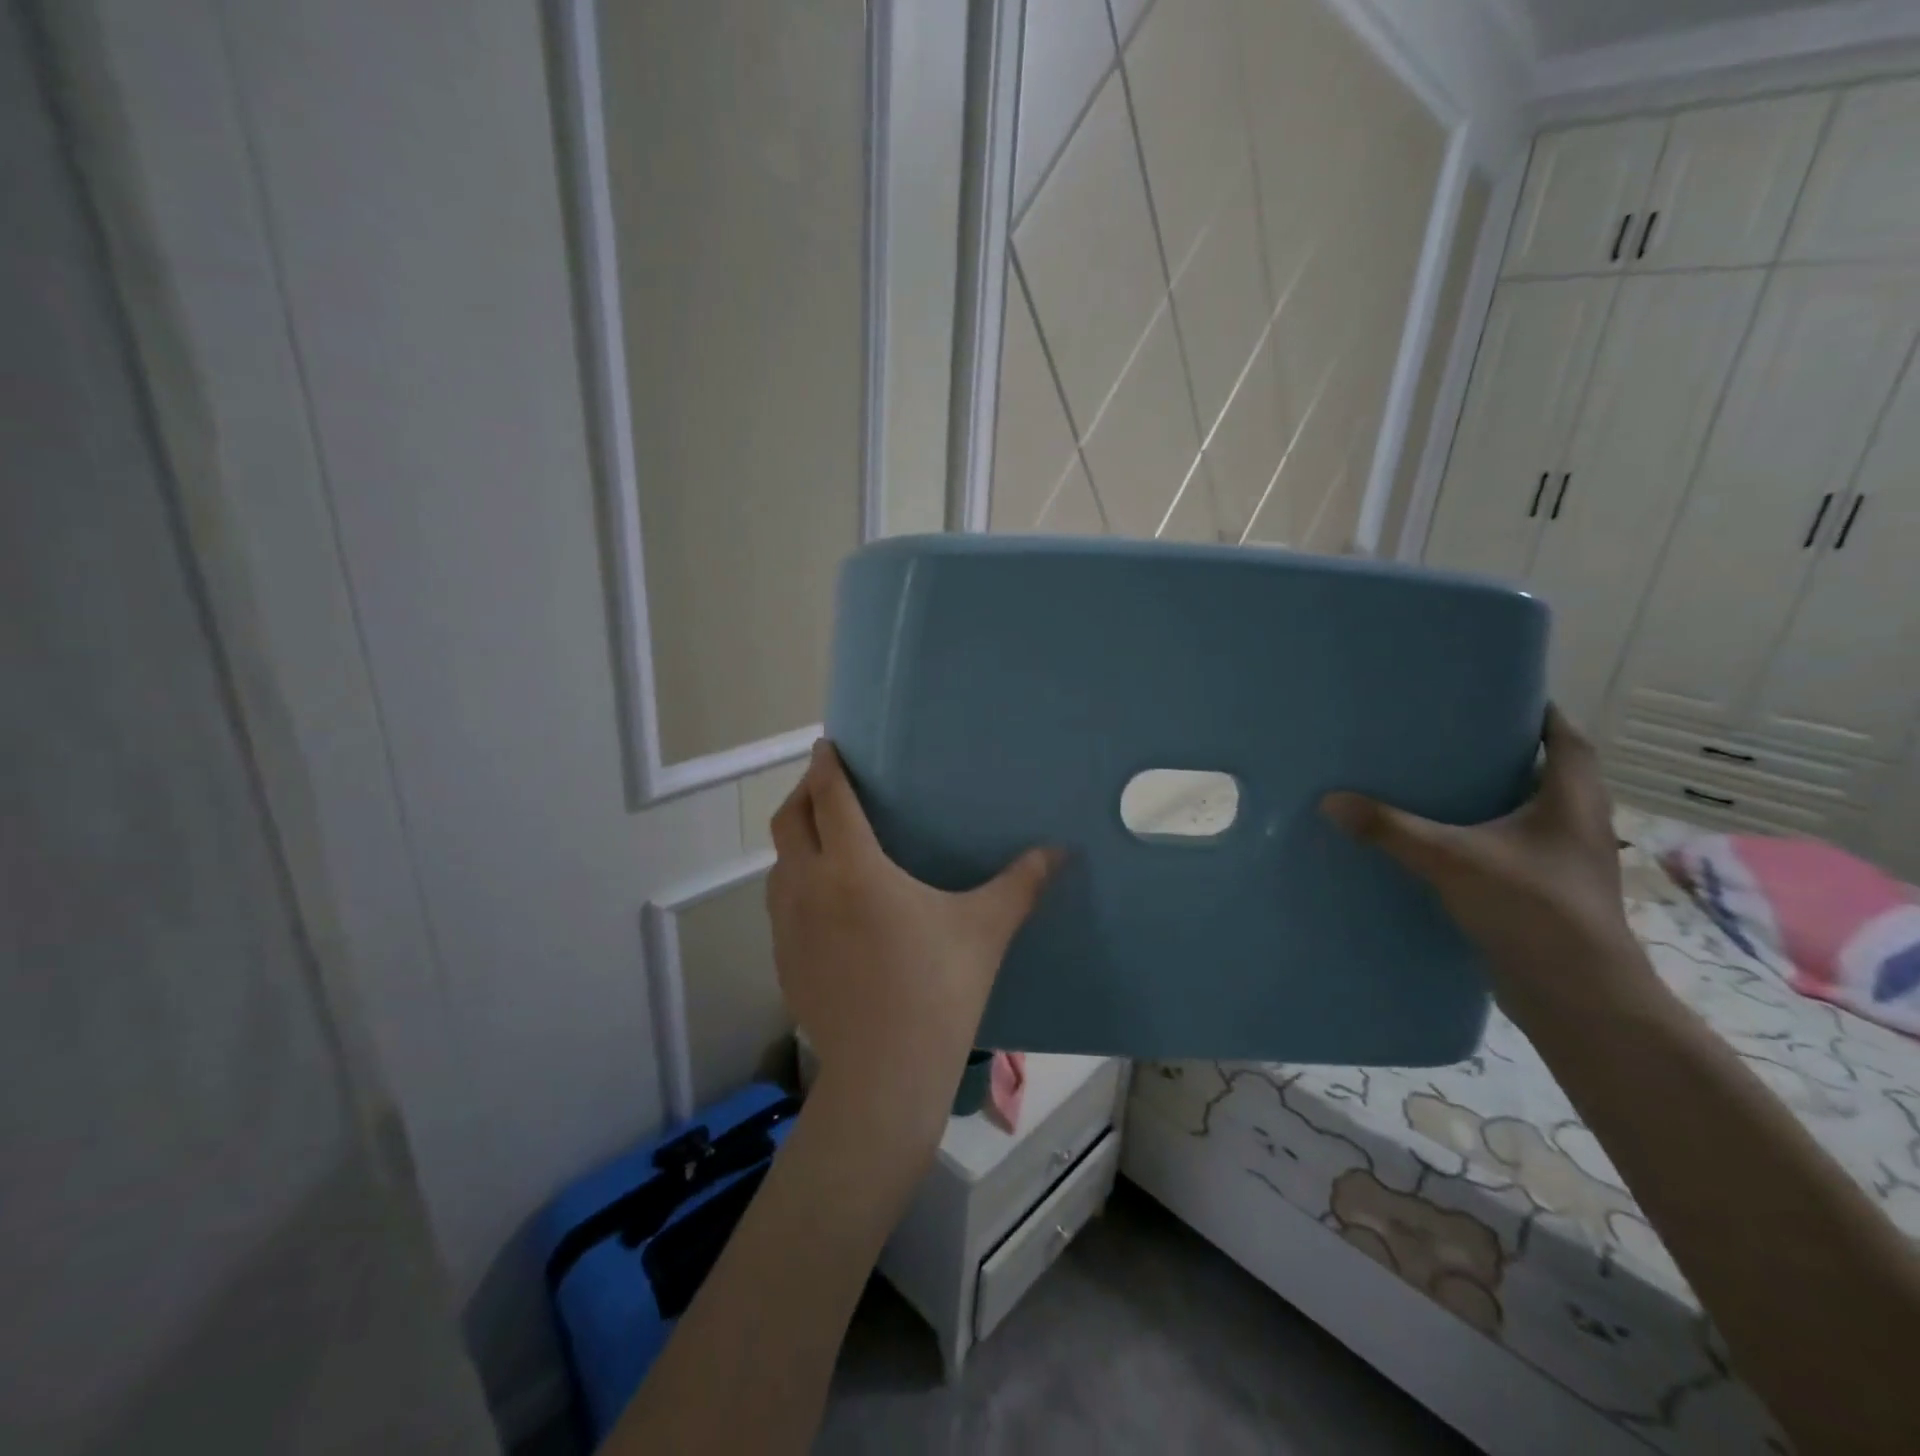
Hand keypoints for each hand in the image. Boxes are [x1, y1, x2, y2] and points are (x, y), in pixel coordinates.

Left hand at [767, 741, 1060, 1147]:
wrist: (884, 1071)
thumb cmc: (938, 988)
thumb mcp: (985, 930)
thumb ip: (1021, 883)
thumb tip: (1060, 850)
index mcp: (854, 868)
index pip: (830, 799)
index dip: (826, 766)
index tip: (826, 745)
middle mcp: (810, 886)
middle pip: (790, 821)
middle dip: (803, 793)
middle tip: (825, 784)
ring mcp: (788, 926)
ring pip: (779, 863)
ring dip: (795, 838)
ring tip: (822, 838)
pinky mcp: (783, 959)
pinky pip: (780, 903)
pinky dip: (794, 882)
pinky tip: (822, 902)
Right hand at [1320, 706, 1646, 1010]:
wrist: (1580, 998)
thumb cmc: (1533, 911)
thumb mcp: (1453, 861)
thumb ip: (1391, 830)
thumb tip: (1330, 800)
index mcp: (1572, 802)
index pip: (1567, 739)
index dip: (1540, 712)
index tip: (1499, 693)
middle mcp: (1578, 825)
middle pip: (1550, 772)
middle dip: (1507, 752)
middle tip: (1451, 734)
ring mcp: (1565, 863)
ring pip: (1532, 813)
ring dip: (1497, 796)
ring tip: (1440, 782)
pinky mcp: (1545, 893)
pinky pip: (1514, 848)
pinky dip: (1486, 836)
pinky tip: (1443, 841)